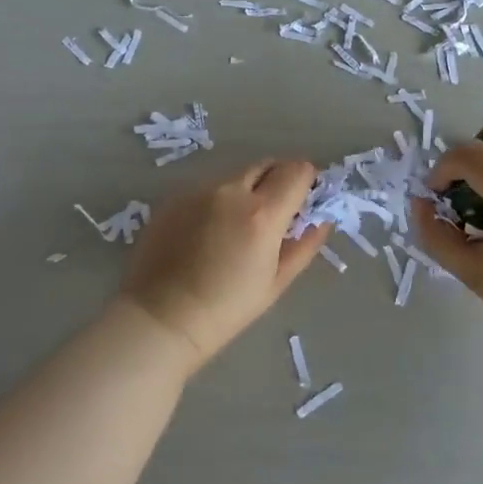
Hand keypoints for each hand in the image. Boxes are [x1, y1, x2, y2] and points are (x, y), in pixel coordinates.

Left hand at [120, 159, 332, 371]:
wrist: (160, 319)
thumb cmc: (226, 309)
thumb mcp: (276, 282)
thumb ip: (304, 245)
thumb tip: (322, 220)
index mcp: (262, 213)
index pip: (297, 170)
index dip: (306, 181)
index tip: (304, 199)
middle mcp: (231, 191)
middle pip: (267, 165)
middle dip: (278, 180)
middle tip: (274, 211)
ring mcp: (198, 190)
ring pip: (236, 176)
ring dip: (246, 190)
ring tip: (235, 227)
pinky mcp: (174, 197)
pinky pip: (207, 188)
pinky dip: (217, 201)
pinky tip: (206, 232)